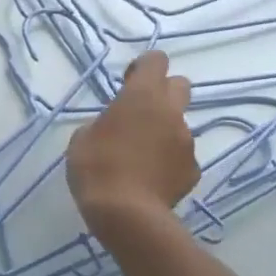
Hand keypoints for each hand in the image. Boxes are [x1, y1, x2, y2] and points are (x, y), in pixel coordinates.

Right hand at [66, 50, 197, 222]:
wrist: (127, 214)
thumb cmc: (96, 168)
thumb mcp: (82, 139)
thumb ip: (102, 124)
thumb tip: (113, 128)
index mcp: (142, 96)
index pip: (156, 60)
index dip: (143, 67)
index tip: (127, 83)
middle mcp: (170, 112)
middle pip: (179, 85)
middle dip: (162, 92)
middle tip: (138, 113)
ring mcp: (186, 142)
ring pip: (179, 124)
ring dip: (162, 131)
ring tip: (139, 156)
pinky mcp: (193, 170)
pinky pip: (181, 156)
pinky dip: (167, 161)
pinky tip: (149, 178)